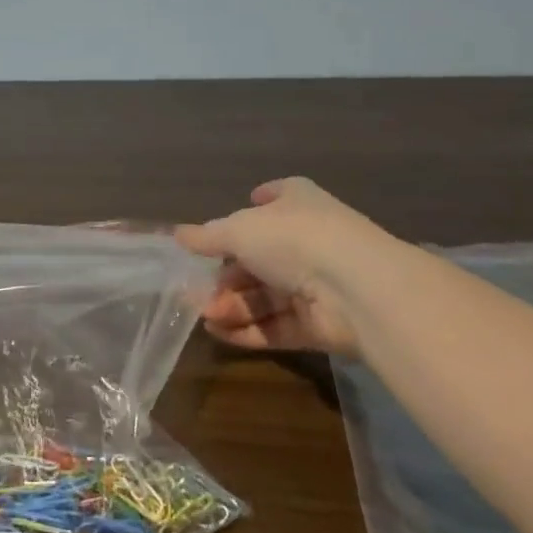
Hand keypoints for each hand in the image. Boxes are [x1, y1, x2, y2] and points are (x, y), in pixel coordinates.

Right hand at [176, 178, 393, 357]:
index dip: (253, 207)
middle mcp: (309, 239)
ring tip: (204, 316)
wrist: (354, 288)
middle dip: (226, 277)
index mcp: (297, 203)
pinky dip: (248, 329)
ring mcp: (317, 283)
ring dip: (233, 305)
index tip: (226, 226)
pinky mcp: (320, 324)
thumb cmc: (292, 239)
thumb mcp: (239, 230)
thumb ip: (207, 236)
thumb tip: (177, 233)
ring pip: (265, 295)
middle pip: (260, 258)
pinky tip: (219, 333)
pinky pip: (277, 325)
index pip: (274, 199)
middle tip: (196, 293)